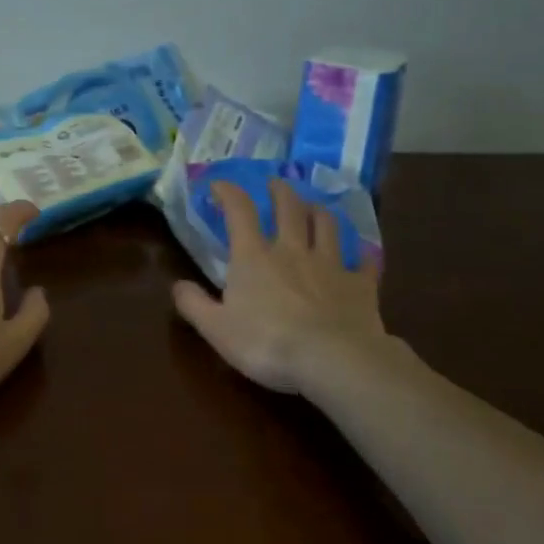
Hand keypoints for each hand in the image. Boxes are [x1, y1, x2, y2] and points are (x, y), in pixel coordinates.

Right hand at [172, 179, 419, 402]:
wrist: (333, 360)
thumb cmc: (267, 343)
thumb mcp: (216, 329)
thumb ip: (193, 304)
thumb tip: (177, 285)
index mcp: (254, 257)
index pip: (239, 211)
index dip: (228, 192)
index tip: (220, 184)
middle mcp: (292, 250)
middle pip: (288, 208)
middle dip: (280, 191)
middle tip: (275, 184)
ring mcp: (330, 264)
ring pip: (326, 225)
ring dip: (318, 211)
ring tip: (313, 207)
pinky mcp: (360, 285)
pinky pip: (365, 263)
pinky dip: (363, 256)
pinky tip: (364, 255)